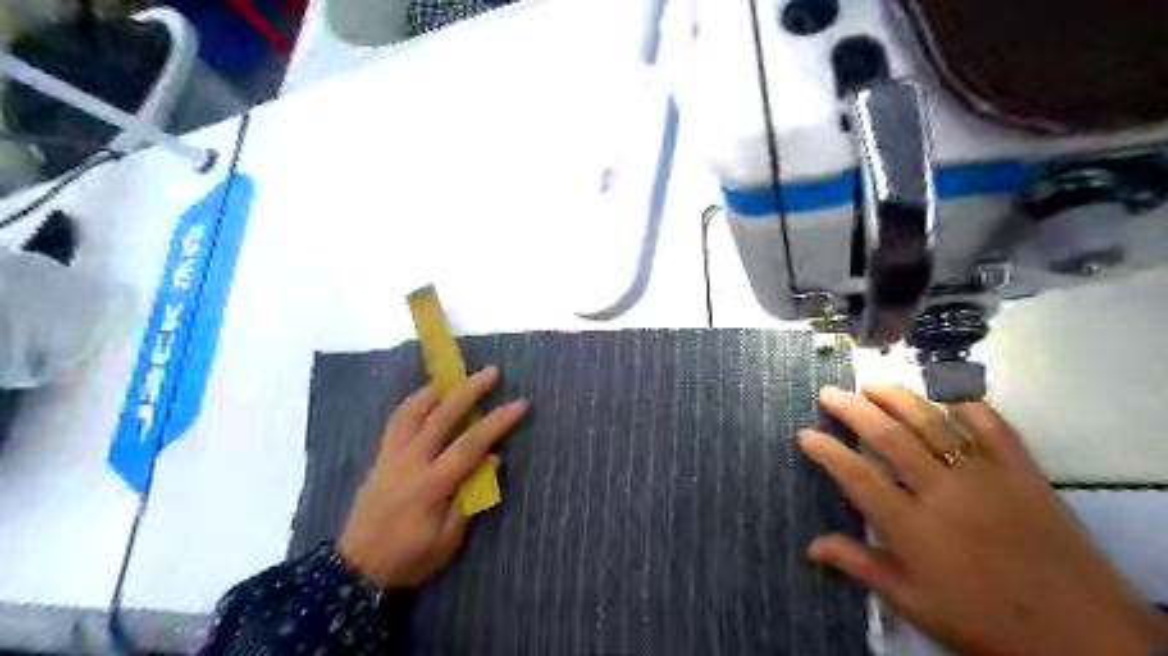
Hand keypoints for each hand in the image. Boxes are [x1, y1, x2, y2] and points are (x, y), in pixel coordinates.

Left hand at [338, 363, 529, 588]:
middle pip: (442, 416)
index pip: (471, 444)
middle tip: (492, 372)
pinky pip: (396, 420)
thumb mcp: (448, 540)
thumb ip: (471, 498)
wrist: (356, 569)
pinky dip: (413, 402)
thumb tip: (494, 460)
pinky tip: (426, 396)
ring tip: (456, 375)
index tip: (520, 404)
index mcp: (432, 484)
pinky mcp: (380, 457)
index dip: (498, 422)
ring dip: (438, 389)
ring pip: (413, 411)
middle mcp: (411, 461)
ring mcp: (391, 456)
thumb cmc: (409, 558)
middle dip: (470, 390)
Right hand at [804, 384, 1166, 655]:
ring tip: (872, 383)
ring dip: (897, 398)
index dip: (826, 450)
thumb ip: (860, 566)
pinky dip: (969, 408)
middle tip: (829, 391)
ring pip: (933, 422)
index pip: (856, 474)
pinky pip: (994, 428)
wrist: (1085, 640)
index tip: (805, 432)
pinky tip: (949, 400)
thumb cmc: (984, 623)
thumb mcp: (913, 603)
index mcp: (911, 526)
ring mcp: (985, 476)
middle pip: (888, 436)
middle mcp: (942, 491)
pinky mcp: (1024, 473)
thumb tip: (810, 547)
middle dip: (853, 409)